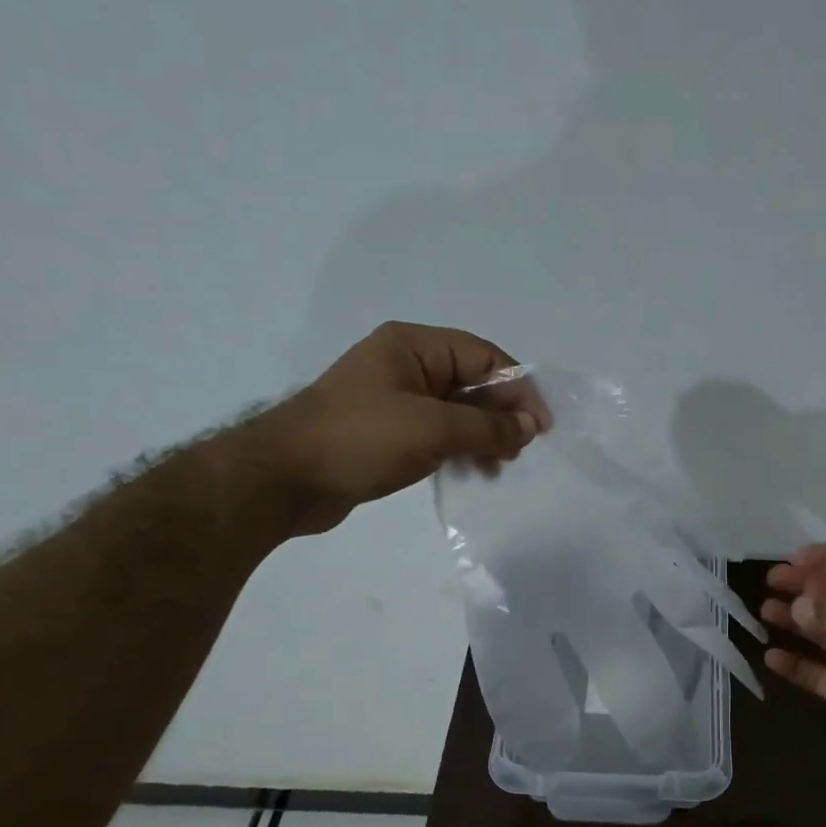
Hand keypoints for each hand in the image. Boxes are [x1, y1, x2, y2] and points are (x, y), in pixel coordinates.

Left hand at [237, 321, 550, 536]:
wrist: (285, 479)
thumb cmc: (360, 439)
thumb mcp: (432, 428)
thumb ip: (487, 427)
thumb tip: (530, 426)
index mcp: (414, 347)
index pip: (483, 356)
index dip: (518, 388)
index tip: (541, 426)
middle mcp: (406, 366)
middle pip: (472, 383)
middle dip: (501, 416)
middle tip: (520, 452)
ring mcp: (395, 401)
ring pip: (457, 413)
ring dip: (483, 437)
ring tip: (498, 468)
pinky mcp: (387, 434)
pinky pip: (437, 435)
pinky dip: (460, 451)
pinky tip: (473, 473)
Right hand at [762, 544, 825, 777]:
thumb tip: (797, 605)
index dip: (825, 559)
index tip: (792, 560)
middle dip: (802, 586)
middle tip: (771, 583)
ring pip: (817, 633)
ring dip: (792, 621)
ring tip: (764, 612)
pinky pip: (814, 674)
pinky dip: (792, 665)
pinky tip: (771, 657)